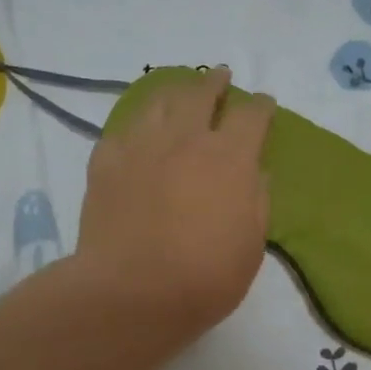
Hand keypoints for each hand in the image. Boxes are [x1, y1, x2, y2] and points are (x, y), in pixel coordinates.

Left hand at [73, 67, 275, 346]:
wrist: (130, 293)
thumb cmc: (204, 278)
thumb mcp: (251, 246)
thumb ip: (256, 202)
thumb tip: (253, 173)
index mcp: (230, 158)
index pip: (251, 115)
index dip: (261, 105)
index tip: (264, 103)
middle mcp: (186, 140)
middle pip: (201, 93)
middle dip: (214, 82)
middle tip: (220, 76)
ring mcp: (141, 146)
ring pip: (159, 101)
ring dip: (175, 92)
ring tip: (179, 92)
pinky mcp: (106, 161)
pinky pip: (123, 129)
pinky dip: (137, 124)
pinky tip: (139, 131)